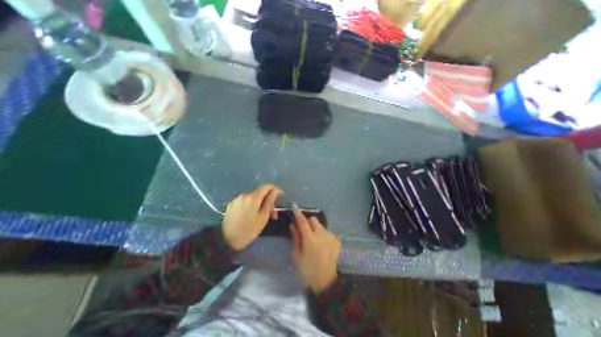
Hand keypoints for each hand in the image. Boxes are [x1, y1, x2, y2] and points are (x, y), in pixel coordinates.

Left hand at [223, 185, 281, 249]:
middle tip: (273, 213)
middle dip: (268, 200)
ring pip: (253, 197)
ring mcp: (237, 199)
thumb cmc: (248, 230)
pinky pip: (246, 201)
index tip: (280, 196)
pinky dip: (252, 205)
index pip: (267, 186)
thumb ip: (270, 202)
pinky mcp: (232, 204)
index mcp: (253, 197)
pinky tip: (252, 215)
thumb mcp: (263, 217)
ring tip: (263, 216)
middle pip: (260, 192)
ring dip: (260, 203)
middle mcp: (244, 194)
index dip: (275, 189)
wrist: (225, 240)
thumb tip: (276, 191)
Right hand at [290, 204, 339, 292]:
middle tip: (304, 231)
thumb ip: (295, 238)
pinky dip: (322, 235)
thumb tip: (293, 225)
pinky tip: (321, 245)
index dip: (298, 213)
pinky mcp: (336, 240)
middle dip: (308, 222)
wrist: (325, 282)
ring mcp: (330, 237)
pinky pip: (327, 232)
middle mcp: (321, 235)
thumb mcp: (296, 255)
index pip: (303, 221)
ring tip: (314, 240)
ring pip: (321, 225)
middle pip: (313, 220)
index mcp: (310, 239)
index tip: (294, 206)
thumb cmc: (307, 270)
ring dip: (315, 229)